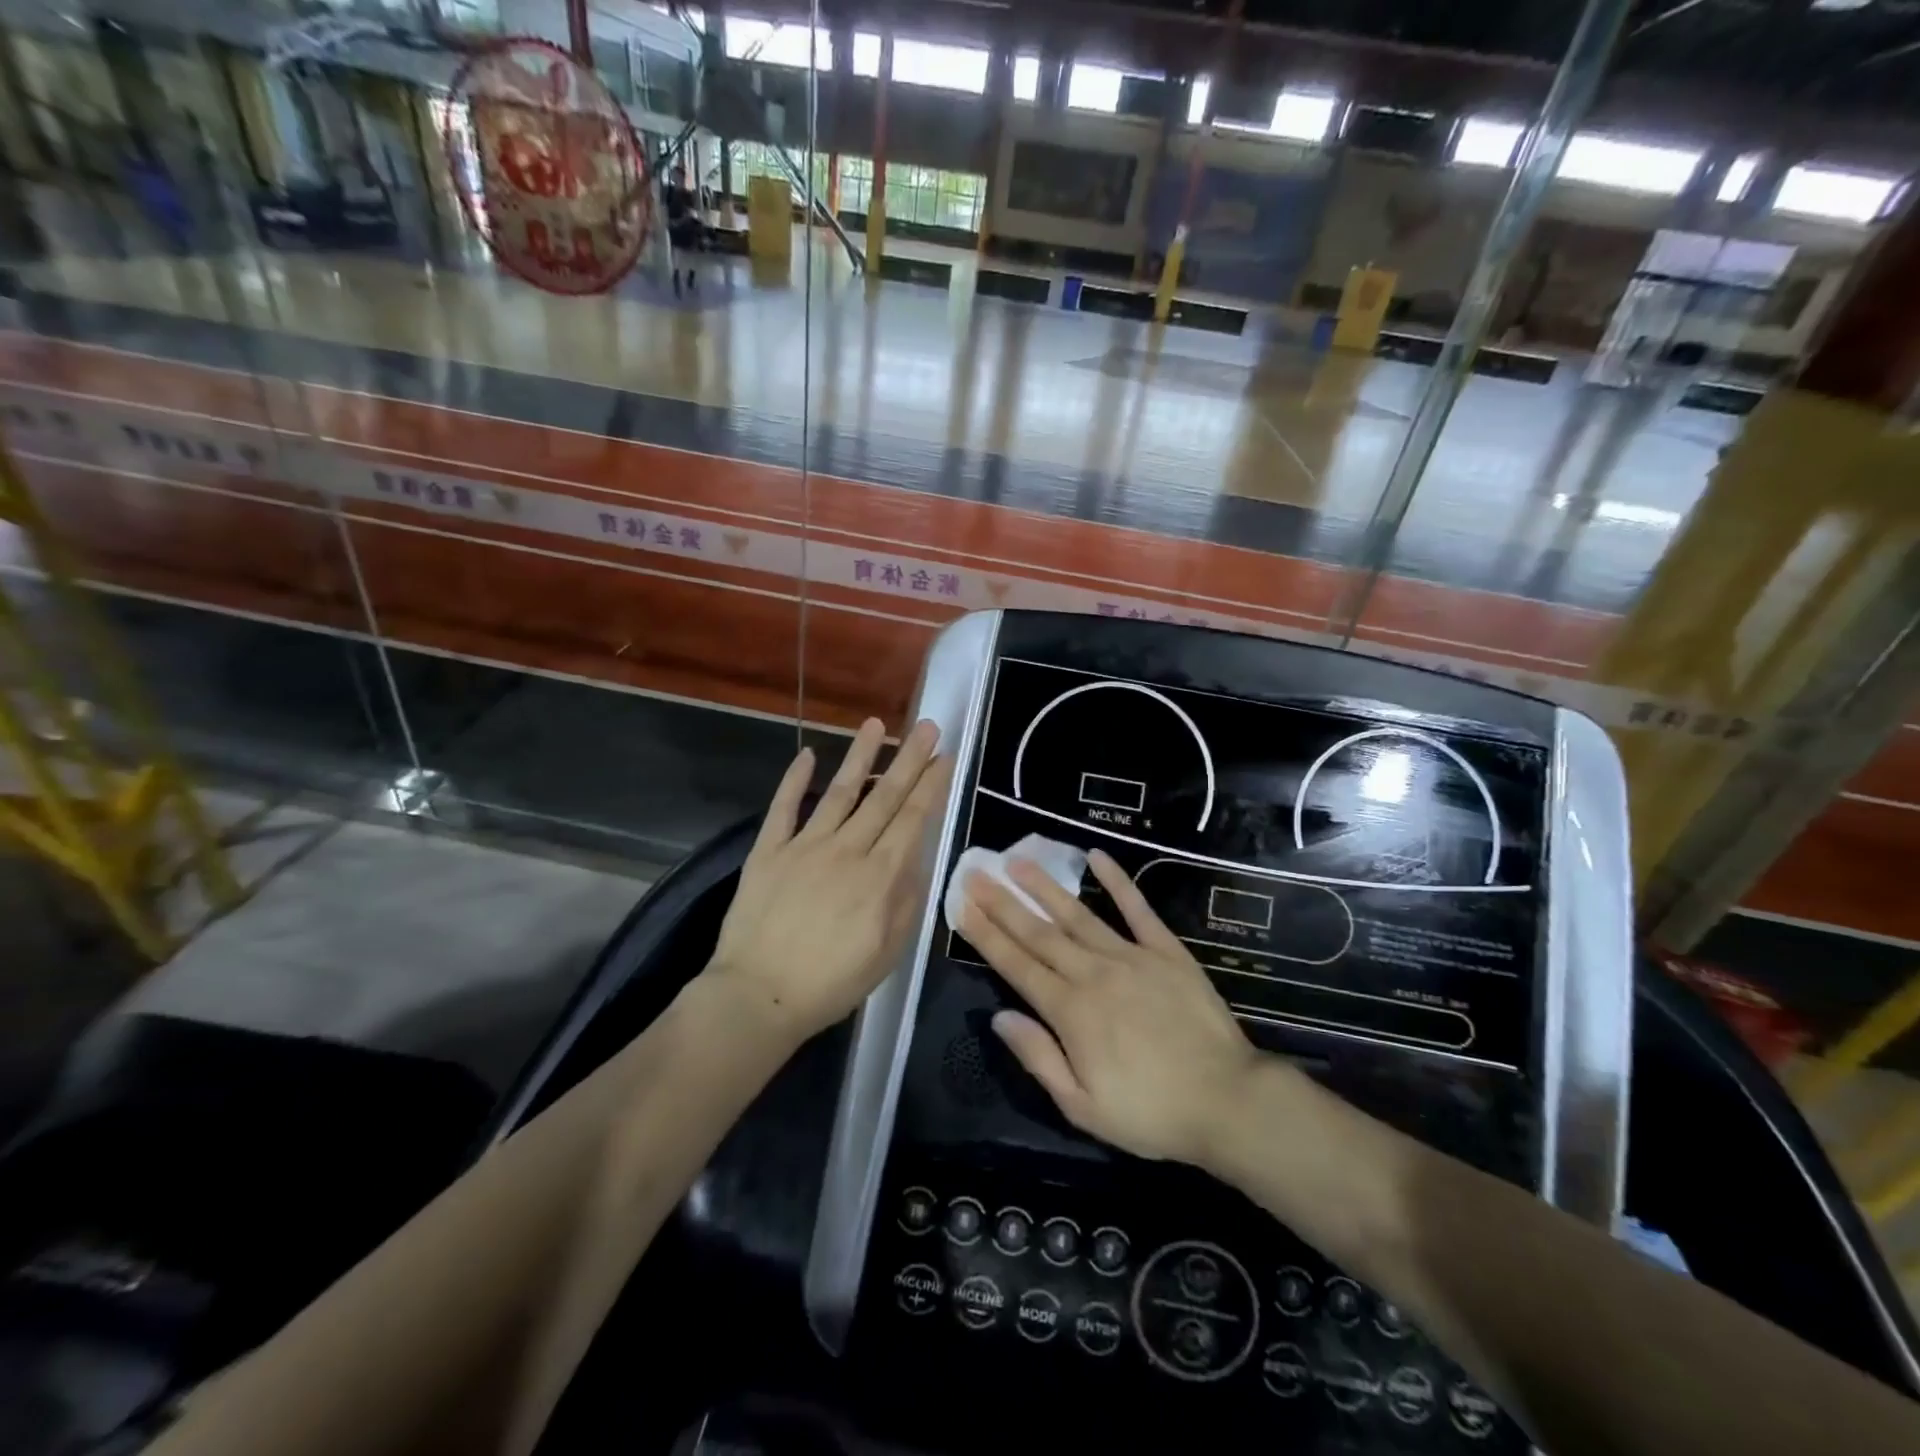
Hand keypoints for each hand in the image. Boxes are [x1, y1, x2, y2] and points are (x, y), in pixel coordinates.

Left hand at [709, 718, 950, 1042]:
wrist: (759, 995)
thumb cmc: (831, 982)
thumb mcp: (888, 953)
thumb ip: (907, 901)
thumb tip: (917, 858)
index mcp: (880, 876)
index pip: (913, 819)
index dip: (932, 785)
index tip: (945, 756)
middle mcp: (847, 850)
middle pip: (884, 796)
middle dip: (909, 759)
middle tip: (927, 726)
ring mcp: (805, 846)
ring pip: (840, 791)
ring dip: (860, 756)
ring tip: (876, 724)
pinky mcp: (769, 851)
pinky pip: (784, 808)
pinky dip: (795, 780)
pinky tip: (808, 754)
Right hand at [960, 849, 1258, 1165]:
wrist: (1228, 1100)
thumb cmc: (1151, 1112)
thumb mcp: (1083, 1107)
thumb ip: (1039, 1057)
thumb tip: (999, 1016)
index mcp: (1070, 1011)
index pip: (1016, 965)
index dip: (986, 935)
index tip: (962, 906)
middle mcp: (1093, 973)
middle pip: (1039, 933)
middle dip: (1003, 903)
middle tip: (976, 873)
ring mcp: (1131, 956)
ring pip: (1078, 914)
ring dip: (1045, 886)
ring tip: (1018, 860)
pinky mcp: (1166, 951)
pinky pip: (1137, 909)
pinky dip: (1117, 880)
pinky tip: (1096, 856)